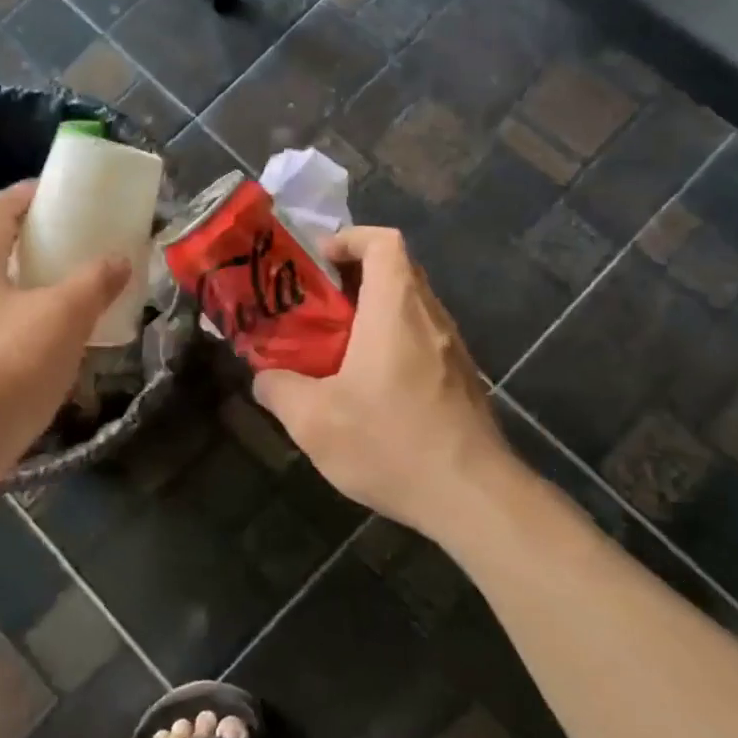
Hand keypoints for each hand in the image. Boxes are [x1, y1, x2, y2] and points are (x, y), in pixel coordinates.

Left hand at [0, 181, 129, 489]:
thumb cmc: (8, 367)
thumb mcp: (64, 317)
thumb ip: (95, 281)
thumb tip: (120, 258)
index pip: (1, 205)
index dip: (35, 194)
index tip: (70, 196)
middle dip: (26, 230)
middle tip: (66, 237)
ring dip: (21, 270)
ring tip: (63, 280)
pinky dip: (15, 305)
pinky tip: (46, 329)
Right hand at [252, 226, 515, 537]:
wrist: (473, 497)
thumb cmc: (391, 443)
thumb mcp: (313, 421)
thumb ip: (279, 389)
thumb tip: (264, 378)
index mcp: (396, 309)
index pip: (383, 242)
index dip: (349, 239)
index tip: (317, 262)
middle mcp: (431, 317)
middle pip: (396, 270)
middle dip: (352, 277)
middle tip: (315, 306)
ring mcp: (452, 349)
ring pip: (410, 307)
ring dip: (372, 313)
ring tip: (334, 347)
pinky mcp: (461, 379)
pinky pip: (422, 339)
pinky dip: (392, 342)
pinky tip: (368, 387)